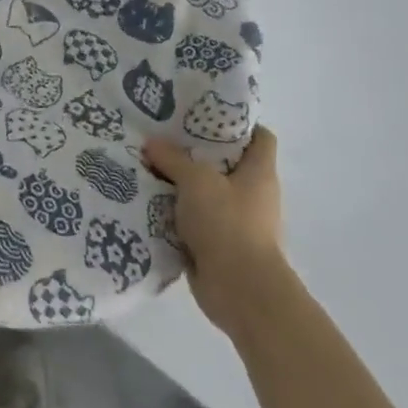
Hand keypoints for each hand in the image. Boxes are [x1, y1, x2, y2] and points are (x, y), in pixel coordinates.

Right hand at [143, 127, 284, 334]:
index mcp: (259, 173)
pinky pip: (194, 219)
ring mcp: (236, 222)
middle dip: (195, 151)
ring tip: (147, 165)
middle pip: (226, 164)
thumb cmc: (228, 225)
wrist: (241, 292)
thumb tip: (151, 143)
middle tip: (162, 136)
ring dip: (180, 183)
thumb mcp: (196, 182)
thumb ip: (172, 159)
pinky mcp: (219, 245)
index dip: (237, 124)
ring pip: (206, 192)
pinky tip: (148, 200)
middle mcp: (252, 195)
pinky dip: (175, 212)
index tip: (203, 115)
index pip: (260, 137)